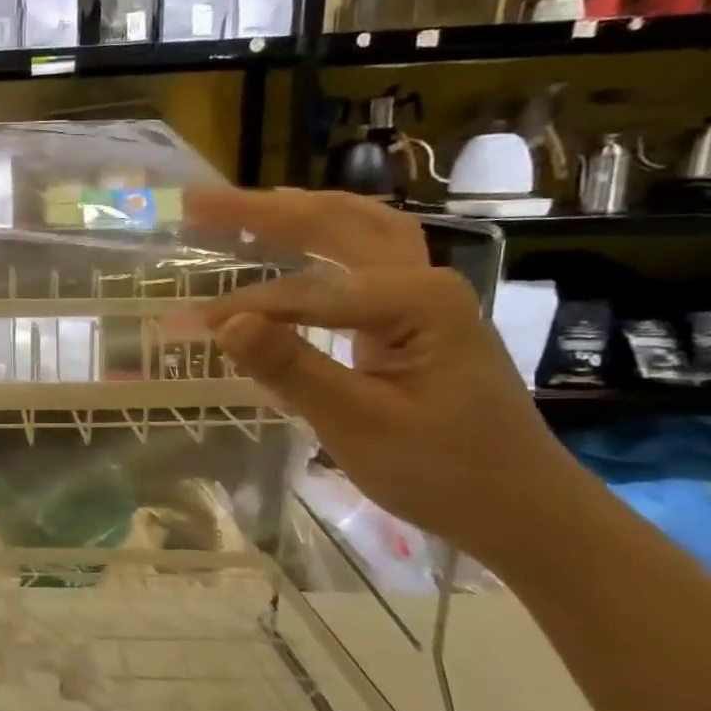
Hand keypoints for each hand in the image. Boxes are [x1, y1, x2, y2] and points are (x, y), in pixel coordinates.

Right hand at [187, 189, 584, 562]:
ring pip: (354, 229)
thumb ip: (291, 368)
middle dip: (262, 211)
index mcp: (416, 300)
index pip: (307, 293)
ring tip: (238, 206)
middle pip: (335, 224)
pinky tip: (292, 238)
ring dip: (294, 213)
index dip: (244, 307)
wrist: (524, 508)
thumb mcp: (359, 425)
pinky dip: (319, 239)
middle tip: (199, 202)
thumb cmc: (445, 471)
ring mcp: (423, 294)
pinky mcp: (414, 314)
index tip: (187, 325)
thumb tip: (225, 323)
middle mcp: (423, 279)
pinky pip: (360, 258)